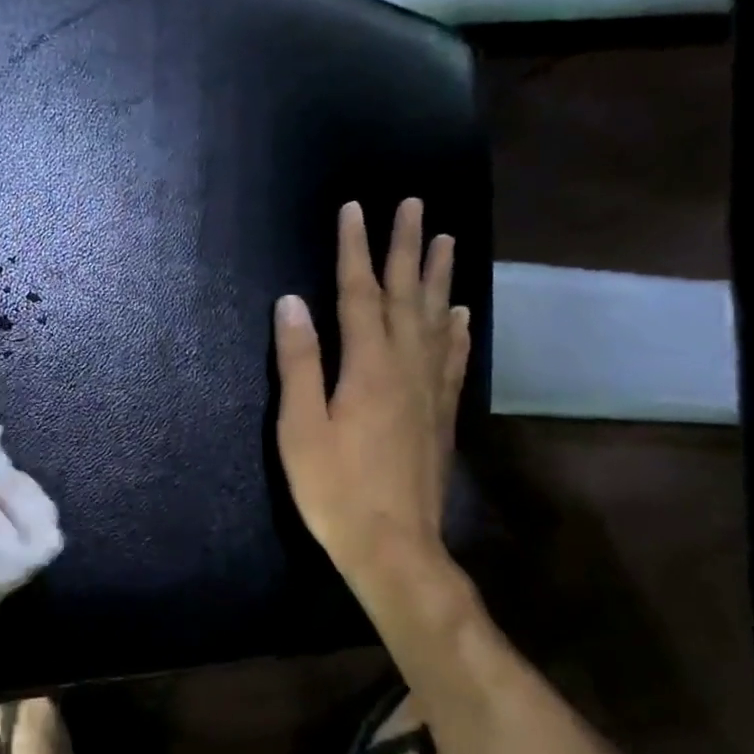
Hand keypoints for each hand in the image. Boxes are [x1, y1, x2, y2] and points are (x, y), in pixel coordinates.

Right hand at [274, 199, 470, 606]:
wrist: (395, 547)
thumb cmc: (335, 489)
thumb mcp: (300, 427)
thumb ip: (299, 362)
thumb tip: (292, 303)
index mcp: (368, 366)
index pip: (360, 293)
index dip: (356, 249)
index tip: (355, 209)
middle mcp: (407, 367)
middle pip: (407, 296)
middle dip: (407, 247)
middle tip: (415, 205)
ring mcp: (430, 390)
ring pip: (437, 320)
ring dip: (438, 278)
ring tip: (446, 241)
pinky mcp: (441, 414)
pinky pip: (453, 359)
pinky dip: (457, 330)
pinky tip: (461, 314)